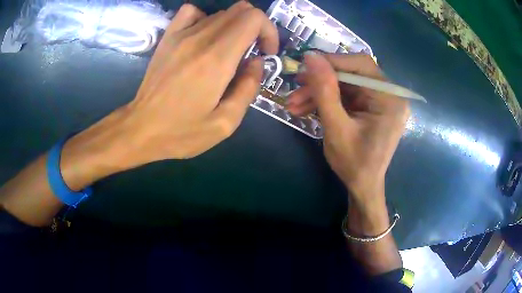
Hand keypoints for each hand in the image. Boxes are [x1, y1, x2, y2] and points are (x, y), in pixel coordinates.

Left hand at [112, 2, 277, 165]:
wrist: (140, 128)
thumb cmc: (181, 132)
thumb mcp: (224, 124)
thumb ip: (248, 89)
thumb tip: (257, 62)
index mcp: (217, 59)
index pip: (253, 19)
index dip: (268, 31)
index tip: (265, 53)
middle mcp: (200, 38)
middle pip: (241, 10)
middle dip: (255, 28)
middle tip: (251, 53)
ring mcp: (180, 34)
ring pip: (221, 12)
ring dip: (234, 27)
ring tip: (228, 52)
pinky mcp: (168, 37)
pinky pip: (192, 12)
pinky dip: (205, 19)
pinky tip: (203, 37)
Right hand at [287, 52, 408, 203]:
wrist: (363, 186)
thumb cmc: (354, 164)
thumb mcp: (336, 128)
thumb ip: (324, 91)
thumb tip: (311, 56)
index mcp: (389, 99)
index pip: (361, 65)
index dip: (332, 61)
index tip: (305, 65)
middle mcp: (389, 95)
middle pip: (352, 74)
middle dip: (320, 81)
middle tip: (295, 87)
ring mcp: (380, 101)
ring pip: (345, 85)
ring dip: (318, 92)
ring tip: (293, 104)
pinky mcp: (370, 107)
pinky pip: (346, 96)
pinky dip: (326, 100)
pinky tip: (305, 108)